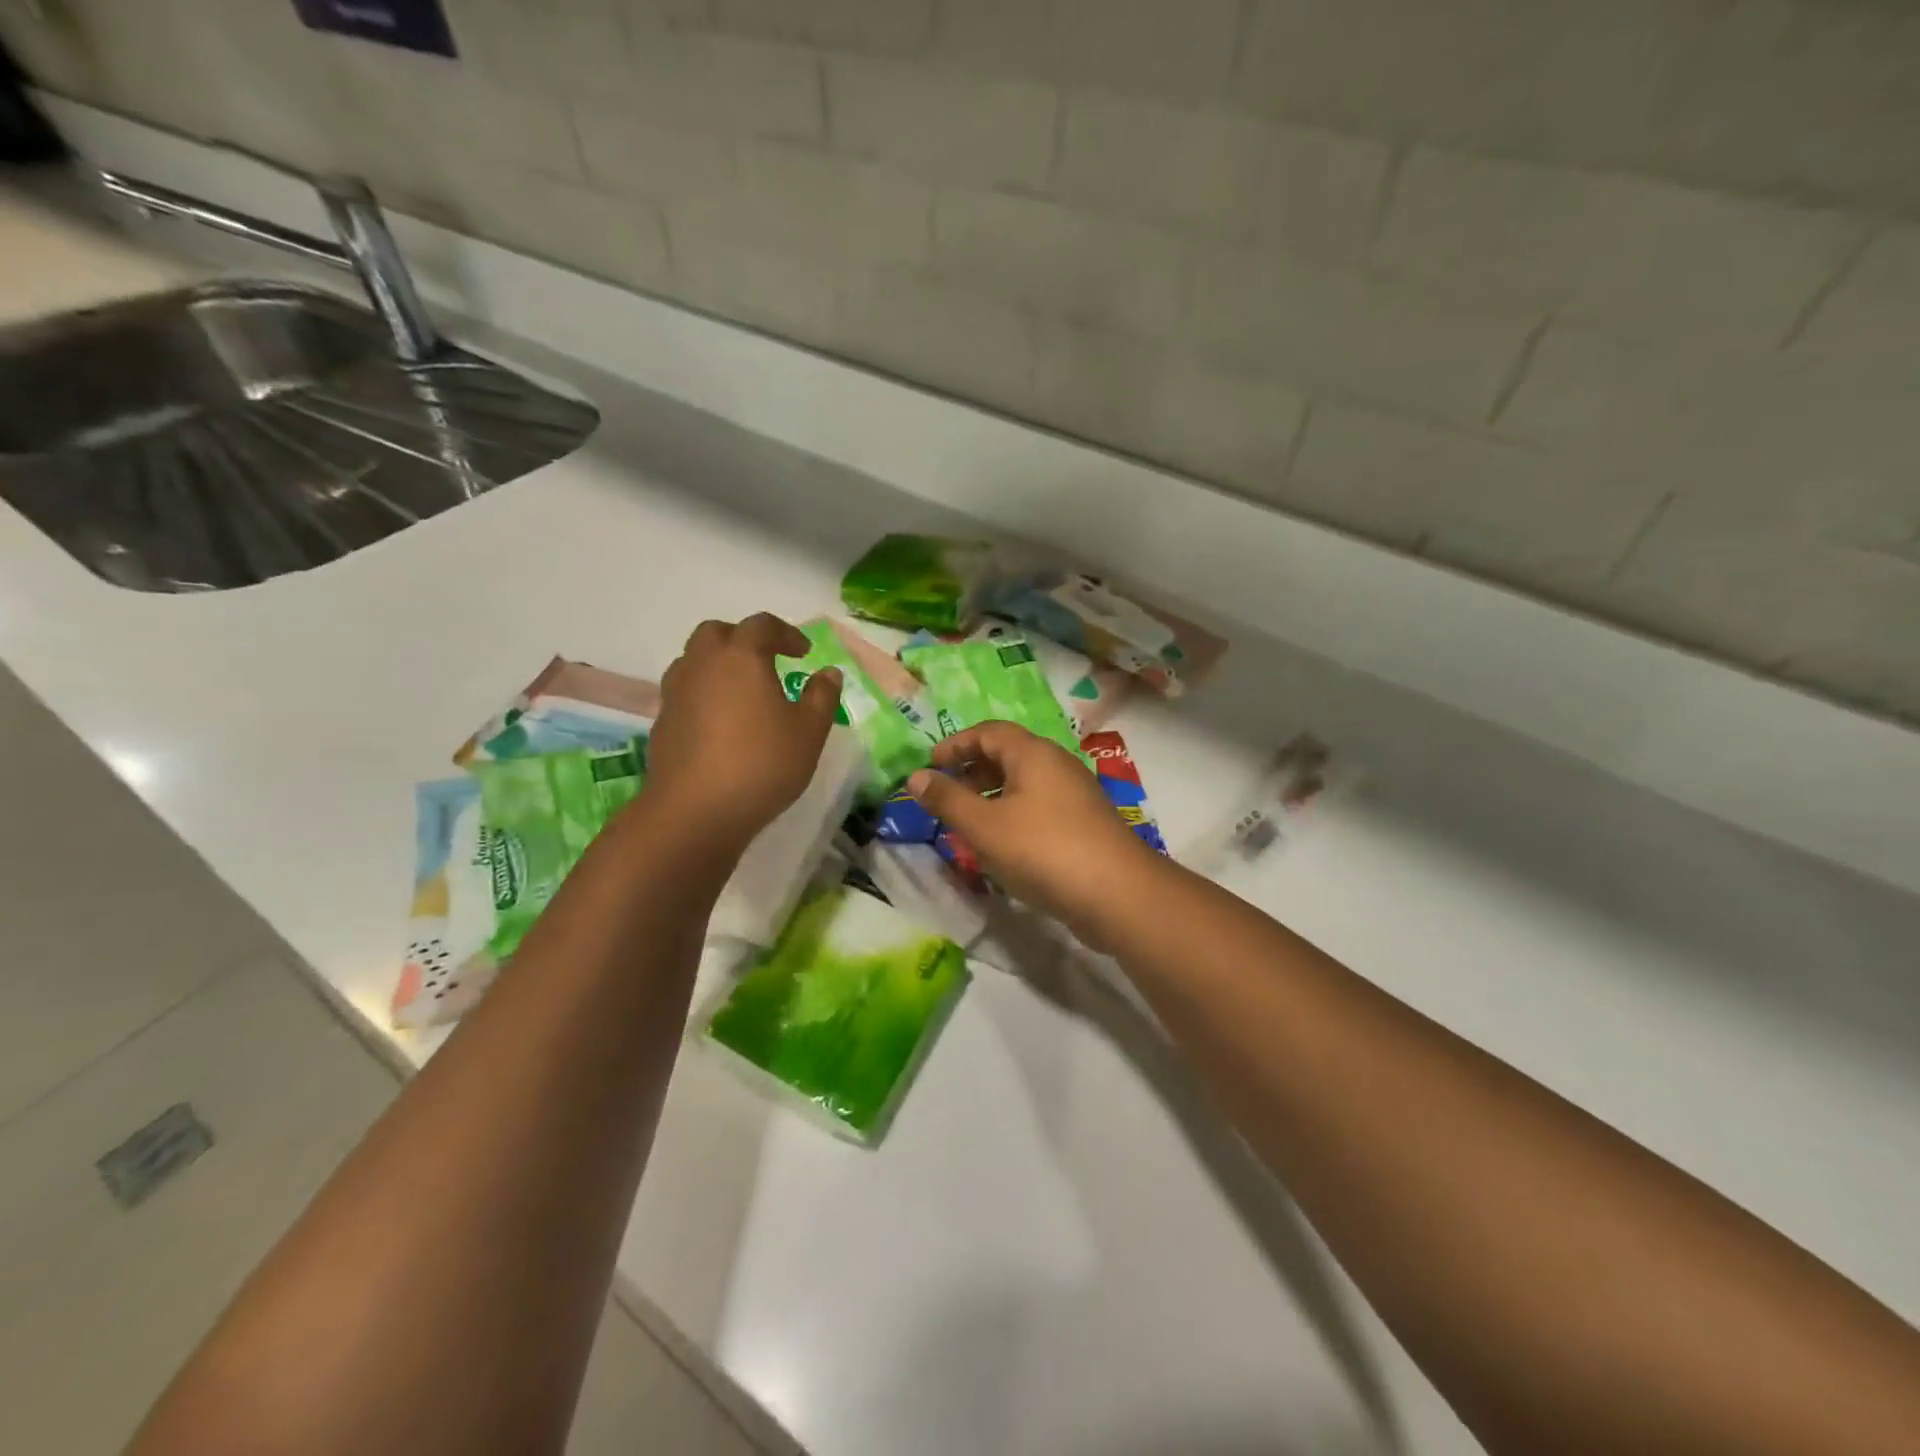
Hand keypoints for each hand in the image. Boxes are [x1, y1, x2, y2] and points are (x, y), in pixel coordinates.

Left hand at [644, 614, 842, 849]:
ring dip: (719, 665)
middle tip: (767, 660)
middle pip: (716, 633)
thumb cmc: (762, 764)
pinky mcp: (663, 723)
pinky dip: (704, 694)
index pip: (761, 626)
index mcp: (740, 657)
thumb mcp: (809, 732)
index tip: (804, 652)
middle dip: (743, 639)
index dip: (786, 633)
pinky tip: (722, 724)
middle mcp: (702, 665)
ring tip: (743, 691)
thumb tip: (828, 673)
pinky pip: (685, 693)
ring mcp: (676, 693)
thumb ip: (821, 696)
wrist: (695, 812)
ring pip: (694, 661)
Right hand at [907, 721, 1158, 945]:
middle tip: (945, 796)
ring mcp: (1075, 795)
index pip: (989, 731)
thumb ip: (947, 800)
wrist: (1117, 894)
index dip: (956, 744)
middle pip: (1008, 754)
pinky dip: (1013, 815)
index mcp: (1033, 754)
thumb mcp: (983, 826)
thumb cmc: (1042, 850)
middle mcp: (1057, 765)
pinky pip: (1039, 807)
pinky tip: (1003, 847)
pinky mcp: (1084, 824)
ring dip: (991, 796)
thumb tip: (915, 777)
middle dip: (972, 770)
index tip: (930, 765)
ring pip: (1024, 784)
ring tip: (968, 824)